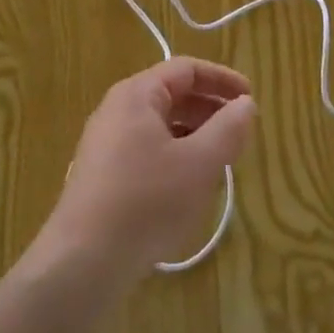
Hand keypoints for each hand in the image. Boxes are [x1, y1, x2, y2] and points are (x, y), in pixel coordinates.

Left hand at [41, 57, 255, 279]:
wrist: (82, 262)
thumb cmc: (147, 201)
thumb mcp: (199, 164)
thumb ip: (228, 129)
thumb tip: (245, 104)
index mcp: (137, 95)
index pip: (186, 70)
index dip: (222, 79)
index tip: (250, 98)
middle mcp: (117, 111)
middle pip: (172, 95)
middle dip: (210, 110)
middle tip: (240, 133)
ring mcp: (106, 144)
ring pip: (161, 126)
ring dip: (195, 136)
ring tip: (220, 162)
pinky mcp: (103, 176)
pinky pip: (147, 151)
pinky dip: (175, 157)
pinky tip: (189, 187)